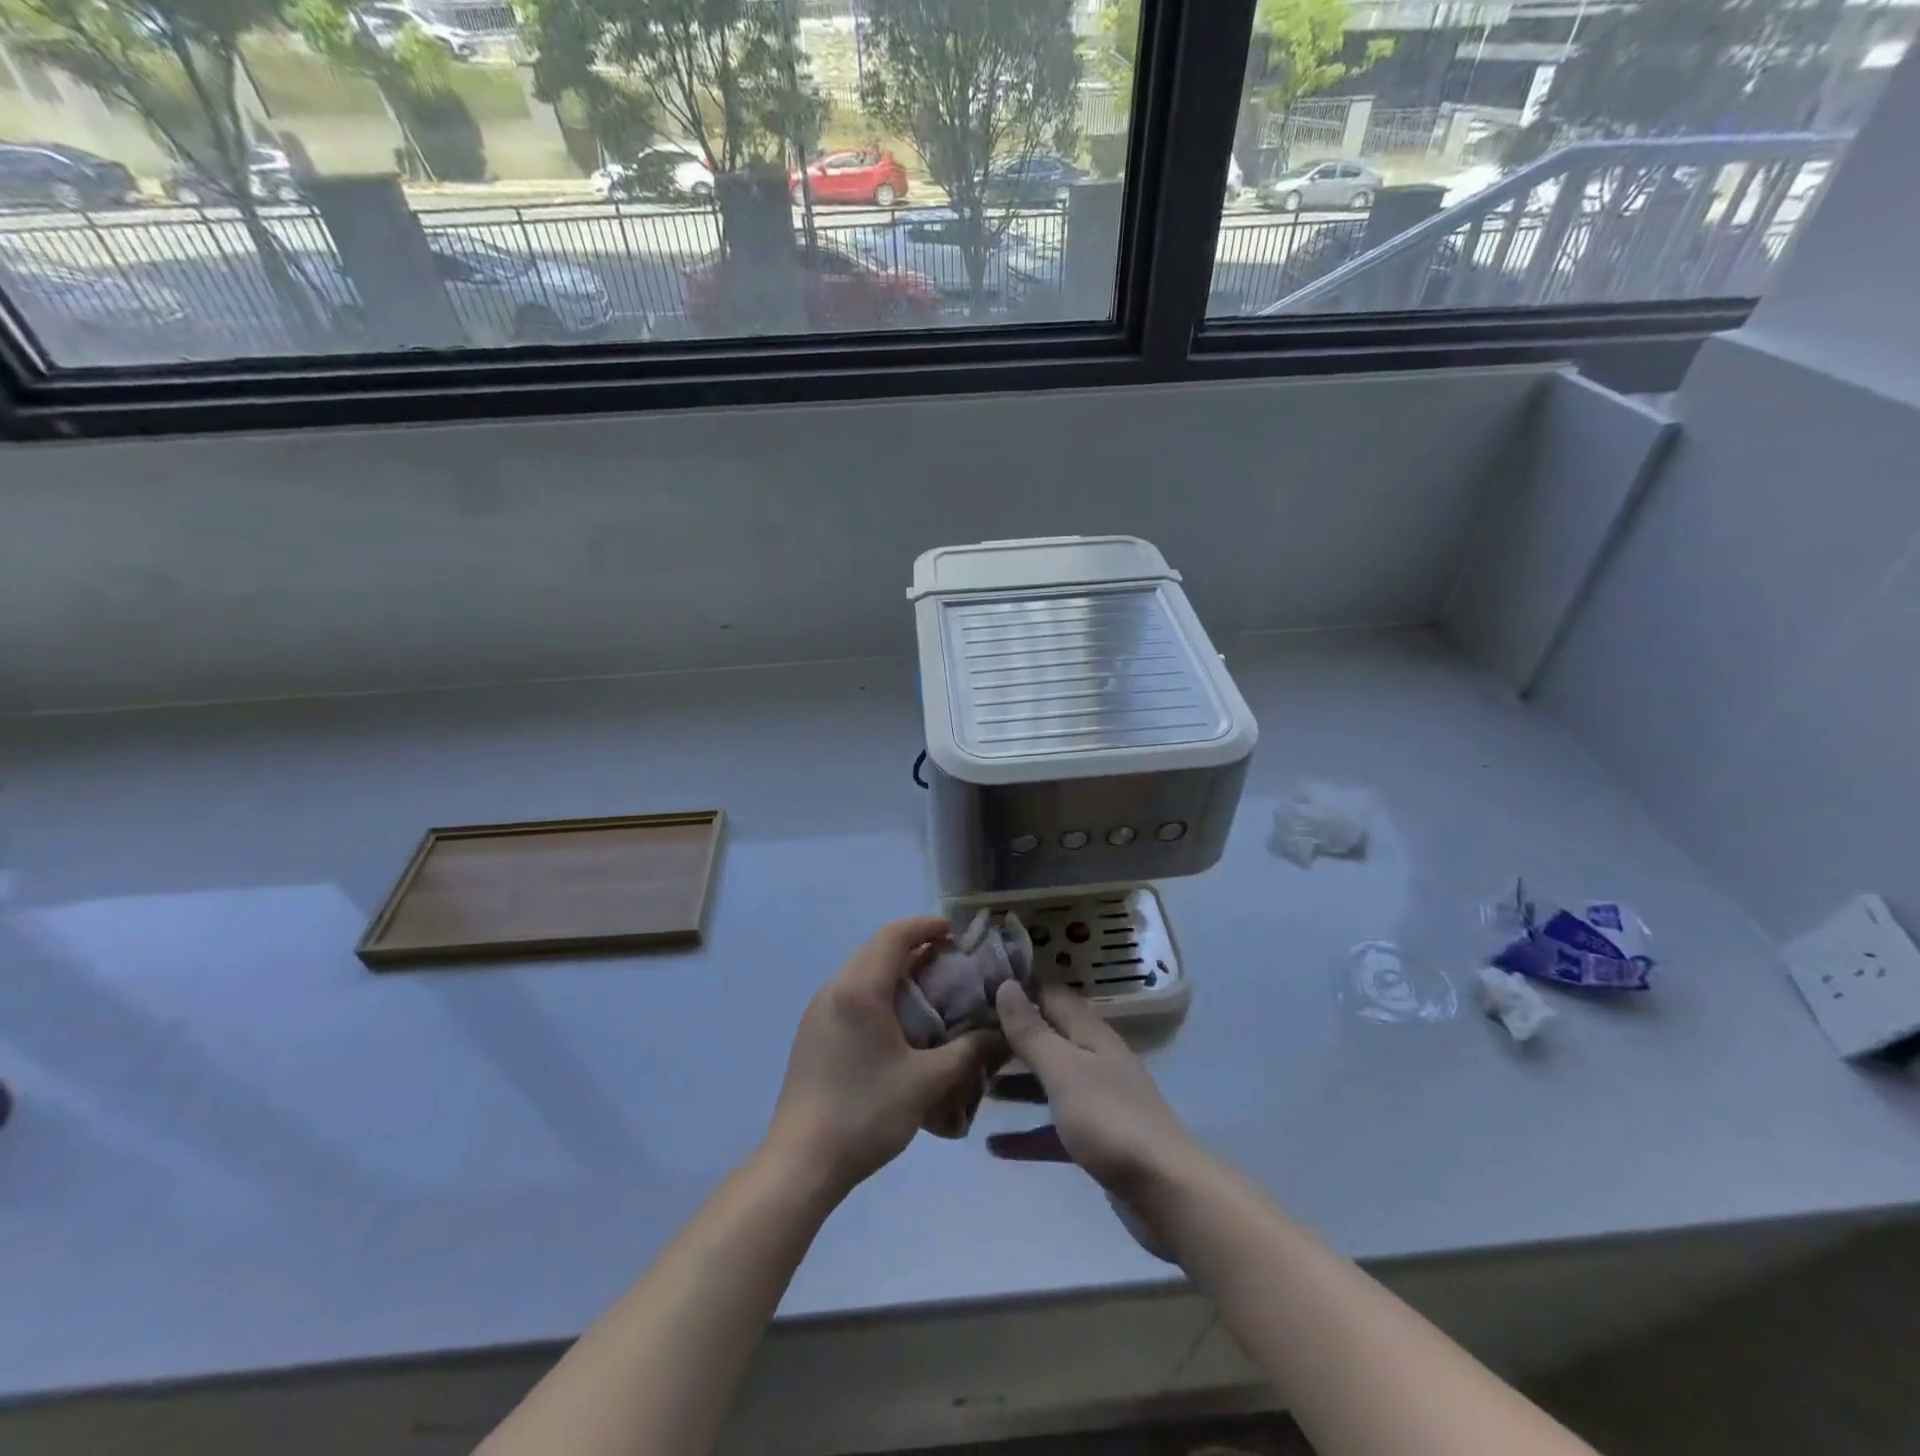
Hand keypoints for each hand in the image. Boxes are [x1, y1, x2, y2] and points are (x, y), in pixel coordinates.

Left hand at [766, 916, 1000, 1196]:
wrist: (800, 1162)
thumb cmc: (865, 1113)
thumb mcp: (926, 1082)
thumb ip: (968, 1052)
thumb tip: (1001, 1034)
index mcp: (859, 989)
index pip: (894, 935)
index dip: (925, 926)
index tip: (954, 932)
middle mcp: (834, 989)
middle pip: (876, 949)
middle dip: (914, 947)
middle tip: (950, 962)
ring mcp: (817, 1011)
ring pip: (861, 971)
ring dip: (895, 971)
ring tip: (929, 990)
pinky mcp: (811, 1033)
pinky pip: (849, 994)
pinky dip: (878, 992)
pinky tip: (898, 1023)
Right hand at [992, 981, 1199, 1202]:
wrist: (1165, 1192)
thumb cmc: (1108, 1120)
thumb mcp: (1062, 1070)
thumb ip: (1032, 1031)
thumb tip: (1006, 984)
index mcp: (1090, 1035)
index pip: (1051, 996)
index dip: (1018, 989)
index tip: (977, 989)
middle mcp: (1095, 1061)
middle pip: (1048, 1039)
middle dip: (1010, 1038)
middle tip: (966, 1039)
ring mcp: (1097, 1102)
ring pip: (1049, 1083)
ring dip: (1015, 1084)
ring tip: (974, 1085)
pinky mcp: (1096, 1141)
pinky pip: (1053, 1129)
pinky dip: (1026, 1134)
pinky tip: (995, 1146)